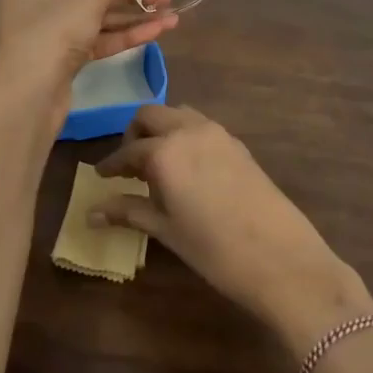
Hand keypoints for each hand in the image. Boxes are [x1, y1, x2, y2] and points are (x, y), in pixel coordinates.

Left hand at [0, 0, 177, 87]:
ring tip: (172, 16)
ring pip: (95, 16)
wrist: (27, 97)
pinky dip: (122, 35)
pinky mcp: (61, 56)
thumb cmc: (51, 33)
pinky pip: (94, 38)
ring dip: (132, 16)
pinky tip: (157, 32)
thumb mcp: (87, 2)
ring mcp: (49, 30)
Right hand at [92, 105, 372, 356]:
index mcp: (165, 151)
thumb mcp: (166, 230)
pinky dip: (185, 136)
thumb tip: (91, 213)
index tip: (100, 177)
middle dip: (134, 135)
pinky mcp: (237, 143)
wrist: (281, 257)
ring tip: (158, 166)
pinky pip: (201, 126)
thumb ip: (128, 211)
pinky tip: (187, 169)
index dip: (111, 165)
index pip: (127, 151)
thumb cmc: (214, 249)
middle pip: (150, 115)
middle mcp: (188, 130)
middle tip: (129, 167)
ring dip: (162, 130)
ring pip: (178, 115)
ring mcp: (217, 133)